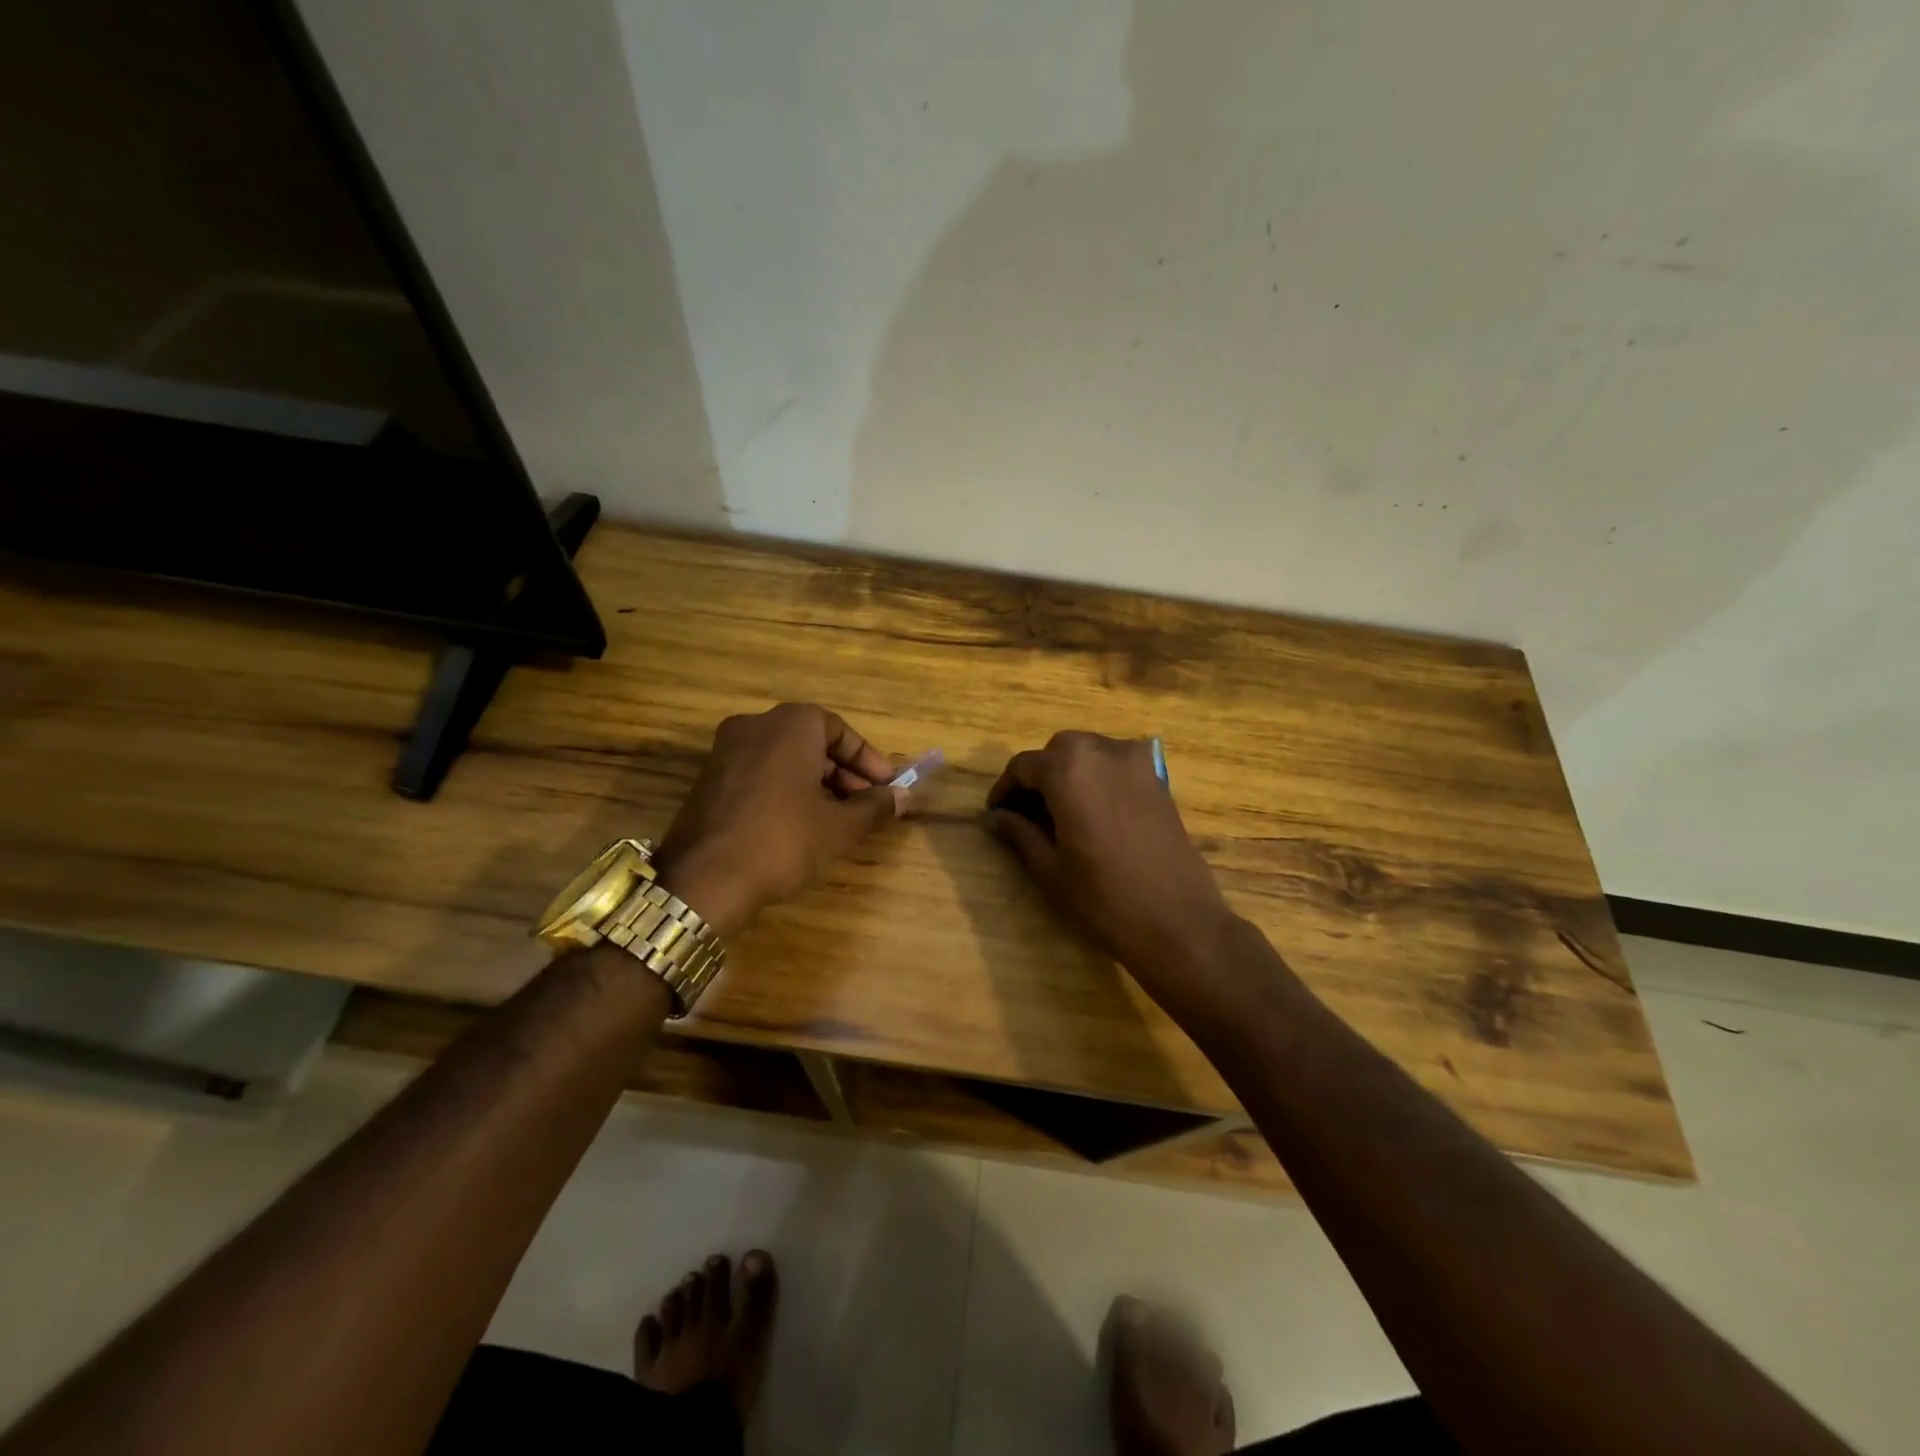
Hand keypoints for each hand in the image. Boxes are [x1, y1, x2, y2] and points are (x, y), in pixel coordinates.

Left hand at [654, 703, 905, 937]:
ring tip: (837, 819)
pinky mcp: (709, 778)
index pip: (840, 730)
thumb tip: (904, 797)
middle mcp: (756, 725)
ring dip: (816, 782)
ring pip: (785, 758)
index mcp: (791, 724)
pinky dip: (785, 789)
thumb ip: (875, 806)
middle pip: (811, 741)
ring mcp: (726, 750)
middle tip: (865, 806)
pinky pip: (760, 772)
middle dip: (843, 772)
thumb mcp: (840, 827)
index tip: (886, 787)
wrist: (704, 879)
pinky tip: (800, 825)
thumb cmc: (783, 841)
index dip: (868, 760)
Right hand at [984, 732, 1236, 987]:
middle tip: (1026, 814)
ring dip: (1069, 773)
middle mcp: (1103, 752)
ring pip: (1089, 753)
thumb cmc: (1104, 898)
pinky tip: (1093, 813)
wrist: (1178, 922)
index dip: (1004, 789)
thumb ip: (1019, 833)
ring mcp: (1137, 763)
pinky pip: (1117, 765)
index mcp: (1070, 769)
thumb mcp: (1050, 869)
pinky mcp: (1159, 779)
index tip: (996, 814)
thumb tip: (994, 817)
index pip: (1023, 766)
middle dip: (1038, 776)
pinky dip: (1098, 778)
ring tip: (1059, 814)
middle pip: (1059, 751)